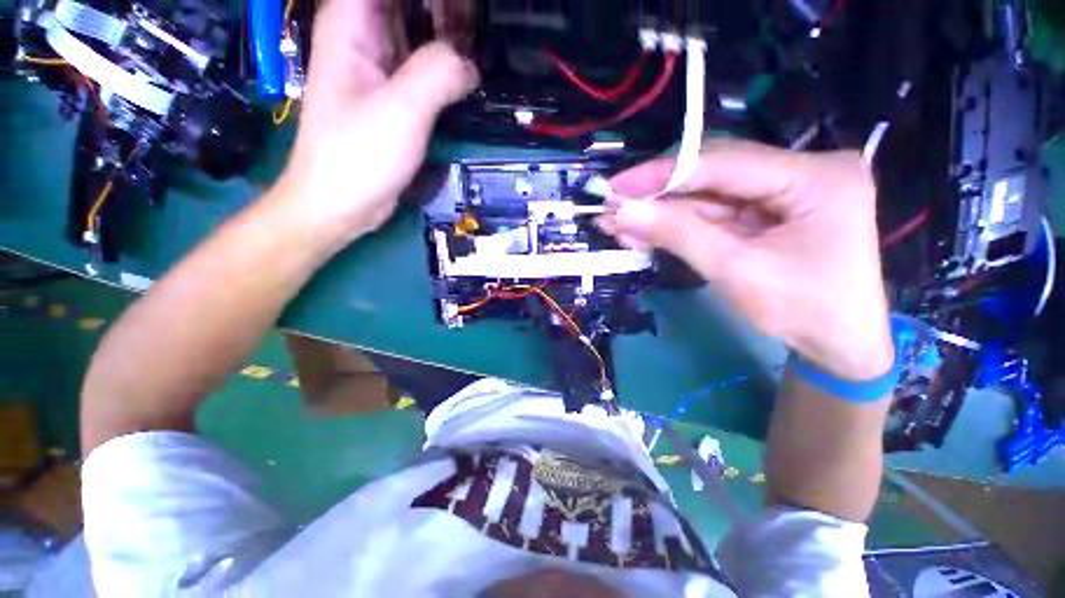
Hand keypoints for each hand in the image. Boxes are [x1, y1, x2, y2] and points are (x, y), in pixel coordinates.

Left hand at [273, 0, 477, 242]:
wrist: (340, 203)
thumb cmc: (358, 157)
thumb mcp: (401, 112)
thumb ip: (438, 75)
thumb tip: (471, 65)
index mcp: (352, 22)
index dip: (436, 0)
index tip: (462, 13)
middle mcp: (363, 34)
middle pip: (409, 3)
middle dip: (447, 10)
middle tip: (477, 30)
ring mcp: (379, 64)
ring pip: (417, 26)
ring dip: (448, 31)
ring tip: (479, 48)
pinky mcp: (392, 93)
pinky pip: (422, 62)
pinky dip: (445, 62)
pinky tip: (466, 75)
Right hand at [596, 139, 893, 380]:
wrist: (839, 345)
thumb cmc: (802, 312)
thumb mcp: (735, 271)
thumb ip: (678, 234)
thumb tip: (622, 212)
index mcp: (816, 177)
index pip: (723, 163)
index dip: (662, 174)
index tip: (616, 186)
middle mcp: (804, 170)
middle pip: (714, 173)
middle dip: (658, 194)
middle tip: (613, 206)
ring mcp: (786, 189)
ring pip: (708, 194)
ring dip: (662, 211)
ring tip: (619, 223)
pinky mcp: (770, 208)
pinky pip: (715, 211)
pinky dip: (678, 223)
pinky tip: (645, 230)